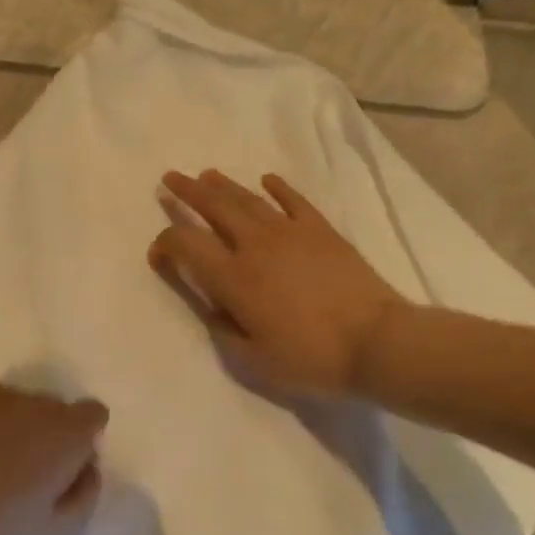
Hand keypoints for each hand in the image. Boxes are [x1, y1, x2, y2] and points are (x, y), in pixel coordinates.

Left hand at [0, 384, 108, 534]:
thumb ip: (82, 493)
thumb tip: (83, 465)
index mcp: (62, 431)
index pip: (91, 414)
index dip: (81, 444)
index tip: (62, 476)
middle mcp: (25, 399)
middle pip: (49, 408)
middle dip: (44, 435)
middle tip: (20, 482)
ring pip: (9, 405)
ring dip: (7, 429)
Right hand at [149, 169, 411, 396]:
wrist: (376, 343)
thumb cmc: (310, 358)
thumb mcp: (251, 359)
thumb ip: (222, 329)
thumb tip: (211, 306)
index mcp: (232, 278)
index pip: (186, 245)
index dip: (165, 244)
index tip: (158, 255)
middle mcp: (254, 245)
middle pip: (213, 208)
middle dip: (187, 192)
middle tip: (170, 179)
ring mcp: (290, 232)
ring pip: (248, 199)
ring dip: (222, 185)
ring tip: (206, 175)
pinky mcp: (321, 231)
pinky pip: (294, 201)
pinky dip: (278, 188)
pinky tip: (267, 181)